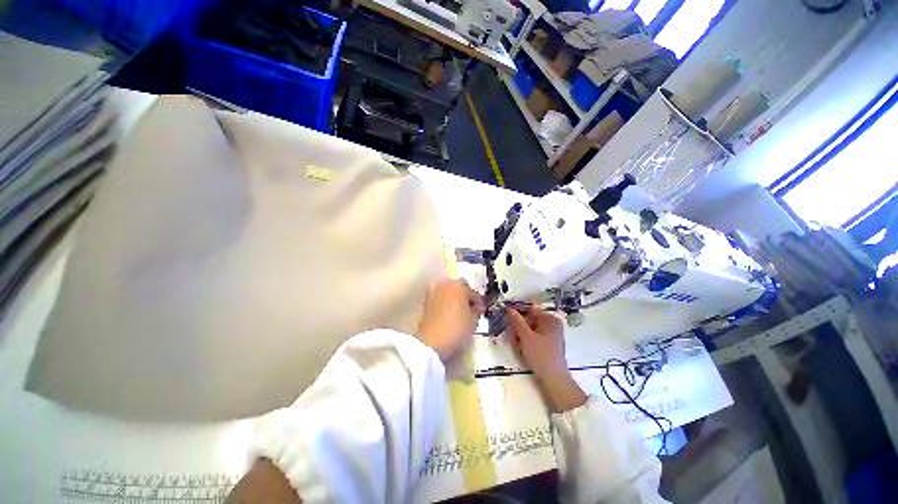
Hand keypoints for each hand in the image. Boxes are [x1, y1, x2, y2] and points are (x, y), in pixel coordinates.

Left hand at [417, 278, 484, 361]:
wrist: (432, 342)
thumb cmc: (456, 329)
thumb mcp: (473, 321)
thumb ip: (477, 310)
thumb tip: (477, 307)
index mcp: (459, 286)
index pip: (473, 292)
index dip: (478, 302)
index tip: (481, 310)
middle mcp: (445, 285)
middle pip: (459, 287)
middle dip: (465, 296)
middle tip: (470, 308)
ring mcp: (434, 291)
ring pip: (448, 291)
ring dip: (454, 298)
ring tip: (459, 311)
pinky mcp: (426, 301)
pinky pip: (440, 298)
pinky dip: (445, 302)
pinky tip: (449, 313)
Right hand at [507, 307, 585, 412]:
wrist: (554, 380)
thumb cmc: (541, 356)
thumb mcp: (526, 337)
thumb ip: (517, 321)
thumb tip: (509, 308)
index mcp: (550, 319)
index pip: (530, 309)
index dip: (517, 312)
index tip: (506, 316)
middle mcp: (551, 324)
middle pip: (529, 319)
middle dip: (518, 327)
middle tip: (512, 337)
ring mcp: (550, 334)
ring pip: (529, 329)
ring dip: (520, 335)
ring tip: (517, 346)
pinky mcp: (547, 344)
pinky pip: (533, 337)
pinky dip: (526, 341)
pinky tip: (522, 349)